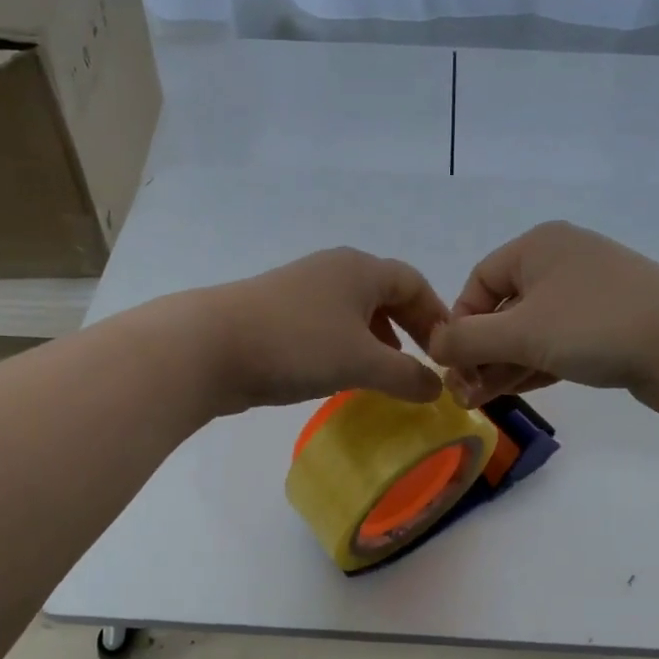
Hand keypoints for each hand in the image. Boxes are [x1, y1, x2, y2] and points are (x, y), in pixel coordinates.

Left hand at [185, 247, 450, 414]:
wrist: (210, 347)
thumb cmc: (298, 344)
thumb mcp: (363, 362)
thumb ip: (408, 376)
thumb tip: (437, 388)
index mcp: (360, 270)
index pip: (414, 283)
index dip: (436, 315)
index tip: (448, 351)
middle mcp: (333, 270)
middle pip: (385, 294)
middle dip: (408, 328)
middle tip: (423, 362)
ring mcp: (302, 290)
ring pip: (354, 312)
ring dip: (377, 340)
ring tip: (387, 372)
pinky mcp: (278, 314)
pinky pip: (327, 326)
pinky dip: (346, 346)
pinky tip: (343, 374)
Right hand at [426, 221, 658, 413]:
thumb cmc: (596, 325)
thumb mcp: (521, 331)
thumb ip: (468, 340)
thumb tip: (435, 346)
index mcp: (538, 247)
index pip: (478, 282)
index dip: (459, 324)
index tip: (454, 365)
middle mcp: (561, 264)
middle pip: (503, 308)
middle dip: (481, 352)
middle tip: (466, 394)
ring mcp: (589, 295)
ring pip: (531, 330)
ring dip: (504, 364)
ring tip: (482, 401)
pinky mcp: (609, 326)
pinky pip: (558, 343)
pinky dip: (535, 365)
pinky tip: (515, 390)